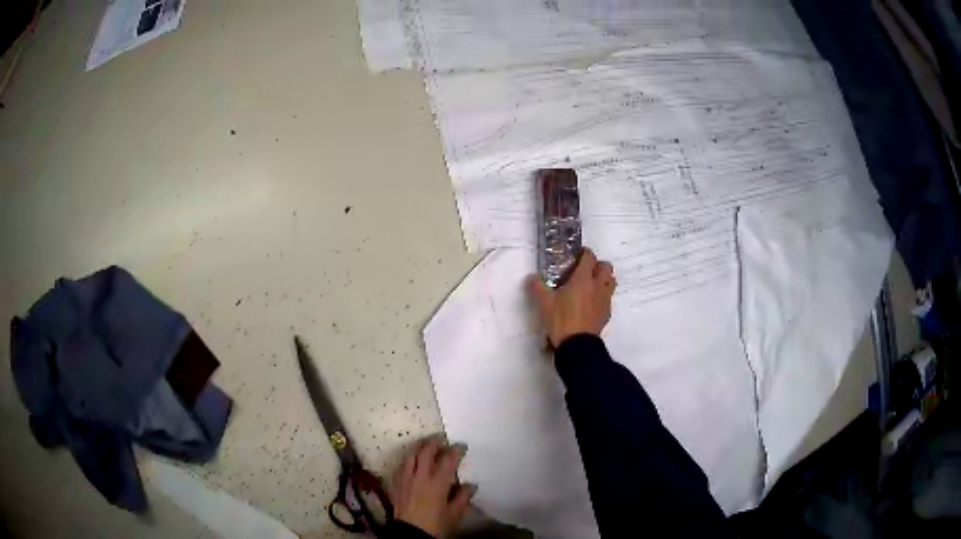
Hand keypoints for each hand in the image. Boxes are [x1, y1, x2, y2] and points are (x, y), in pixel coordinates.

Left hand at [390, 438, 474, 537]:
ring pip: (410, 456)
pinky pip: (401, 466)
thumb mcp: (454, 514)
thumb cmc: (436, 525)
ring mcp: (405, 480)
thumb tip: (471, 485)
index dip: (455, 450)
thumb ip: (463, 498)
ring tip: (426, 446)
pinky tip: (411, 462)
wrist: (411, 534)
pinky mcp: (396, 485)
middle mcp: (419, 477)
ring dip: (419, 448)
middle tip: (442, 439)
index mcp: (437, 484)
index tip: (461, 446)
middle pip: (425, 452)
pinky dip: (408, 460)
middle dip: (434, 443)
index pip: (447, 461)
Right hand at [529, 248, 615, 346]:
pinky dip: (602, 296)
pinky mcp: (607, 313)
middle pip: (606, 267)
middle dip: (598, 265)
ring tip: (591, 286)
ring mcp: (605, 300)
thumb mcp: (544, 303)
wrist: (577, 345)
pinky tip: (592, 303)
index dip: (585, 253)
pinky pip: (608, 298)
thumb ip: (537, 287)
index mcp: (583, 279)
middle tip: (586, 271)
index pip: (590, 257)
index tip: (577, 256)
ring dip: (604, 279)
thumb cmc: (561, 320)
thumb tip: (531, 277)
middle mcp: (597, 286)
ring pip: (611, 281)